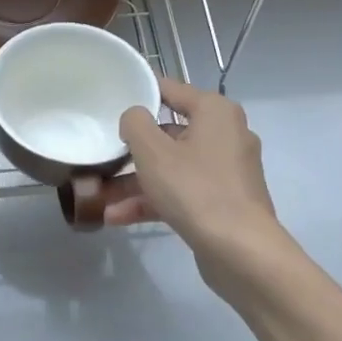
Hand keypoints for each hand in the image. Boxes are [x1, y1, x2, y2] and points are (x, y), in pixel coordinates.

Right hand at [110, 78, 286, 309]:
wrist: (240, 251)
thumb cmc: (195, 189)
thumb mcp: (152, 151)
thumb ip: (135, 123)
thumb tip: (134, 117)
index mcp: (215, 112)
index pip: (170, 89)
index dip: (139, 93)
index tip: (110, 102)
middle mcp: (226, 134)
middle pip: (169, 133)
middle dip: (133, 150)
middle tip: (103, 154)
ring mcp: (226, 171)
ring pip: (172, 167)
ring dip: (136, 182)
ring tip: (101, 197)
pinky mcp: (223, 201)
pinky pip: (182, 191)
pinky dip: (154, 200)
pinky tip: (118, 216)